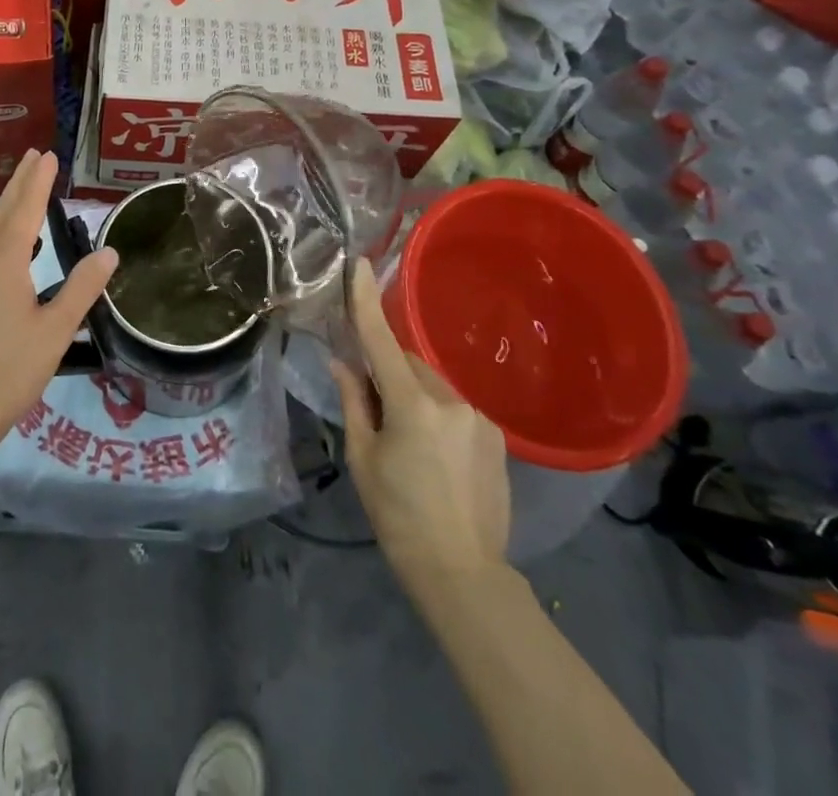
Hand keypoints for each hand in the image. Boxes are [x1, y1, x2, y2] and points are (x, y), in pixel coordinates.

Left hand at [0, 150, 116, 458]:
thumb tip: (108, 253)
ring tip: (24, 193)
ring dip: (7, 208)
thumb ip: (82, 288)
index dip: (38, 182)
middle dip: (19, 184)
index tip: (48, 156)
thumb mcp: (55, 332)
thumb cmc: (8, 373)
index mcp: (3, 264)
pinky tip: (4, 248)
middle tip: (34, 156)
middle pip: (1, 213)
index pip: (25, 210)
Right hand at [330, 260, 511, 604]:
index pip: (382, 341)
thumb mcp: (363, 458)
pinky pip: (455, 409)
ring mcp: (478, 417)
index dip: (368, 301)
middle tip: (374, 409)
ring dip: (415, 397)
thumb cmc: (397, 516)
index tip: (361, 263)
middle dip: (389, 375)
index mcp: (412, 406)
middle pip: (409, 366)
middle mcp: (450, 400)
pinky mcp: (496, 435)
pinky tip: (434, 456)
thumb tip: (341, 361)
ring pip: (433, 387)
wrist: (462, 573)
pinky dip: (438, 416)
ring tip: (408, 444)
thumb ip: (353, 402)